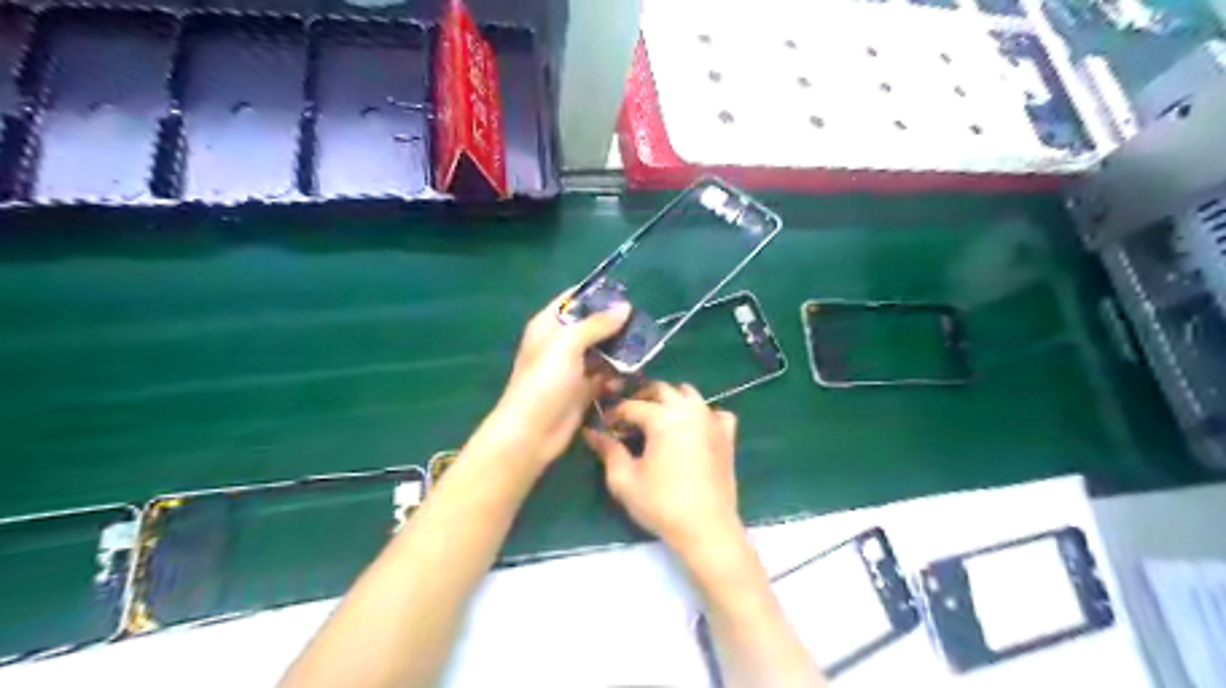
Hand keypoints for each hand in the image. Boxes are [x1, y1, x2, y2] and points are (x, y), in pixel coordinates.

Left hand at [492, 287, 631, 469]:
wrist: (532, 432)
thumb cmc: (544, 381)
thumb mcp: (568, 344)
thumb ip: (596, 324)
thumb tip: (624, 307)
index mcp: (549, 326)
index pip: (573, 300)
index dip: (596, 295)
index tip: (626, 294)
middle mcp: (560, 344)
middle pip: (592, 326)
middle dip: (615, 326)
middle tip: (643, 325)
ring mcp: (573, 369)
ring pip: (602, 353)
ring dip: (620, 353)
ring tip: (643, 351)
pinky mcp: (583, 391)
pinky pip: (605, 377)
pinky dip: (615, 377)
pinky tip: (627, 379)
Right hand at [580, 383, 742, 558]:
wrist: (706, 528)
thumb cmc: (661, 504)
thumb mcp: (625, 480)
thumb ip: (608, 450)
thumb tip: (592, 433)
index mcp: (663, 417)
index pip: (632, 405)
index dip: (615, 414)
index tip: (606, 428)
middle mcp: (689, 410)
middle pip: (661, 389)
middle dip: (641, 398)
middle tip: (629, 418)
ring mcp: (711, 419)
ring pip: (689, 394)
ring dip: (670, 399)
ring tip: (658, 419)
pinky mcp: (727, 434)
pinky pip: (715, 412)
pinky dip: (702, 413)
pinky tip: (693, 429)